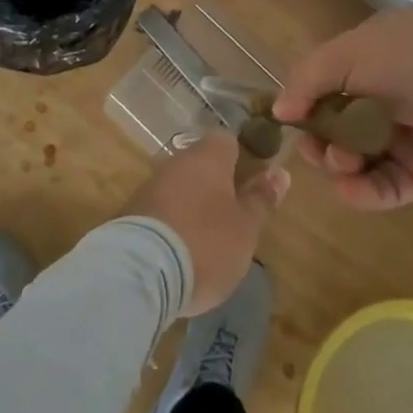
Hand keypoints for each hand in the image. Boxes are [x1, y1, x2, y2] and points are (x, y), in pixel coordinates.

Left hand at [121, 132, 289, 314]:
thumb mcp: (246, 227)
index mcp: (209, 156)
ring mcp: (151, 185)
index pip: (229, 140)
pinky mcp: (131, 213)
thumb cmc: (206, 243)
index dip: (244, 156)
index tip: (256, 180)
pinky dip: (174, 221)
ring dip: (194, 203)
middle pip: (203, 163)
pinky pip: (162, 208)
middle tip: (236, 213)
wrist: (140, 273)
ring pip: (181, 185)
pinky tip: (182, 248)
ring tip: (210, 236)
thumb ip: (261, 198)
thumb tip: (280, 172)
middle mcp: (177, 161)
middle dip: (218, 183)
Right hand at [274, 10, 412, 209]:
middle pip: (335, 125)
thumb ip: (309, 78)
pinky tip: (350, 187)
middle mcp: (385, 96)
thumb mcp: (354, 52)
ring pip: (354, 159)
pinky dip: (362, 192)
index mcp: (372, 57)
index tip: (288, 118)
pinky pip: (383, 187)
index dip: (304, 100)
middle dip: (318, 137)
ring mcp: (404, 137)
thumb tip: (279, 110)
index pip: (326, 82)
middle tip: (316, 146)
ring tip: (343, 161)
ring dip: (338, 162)